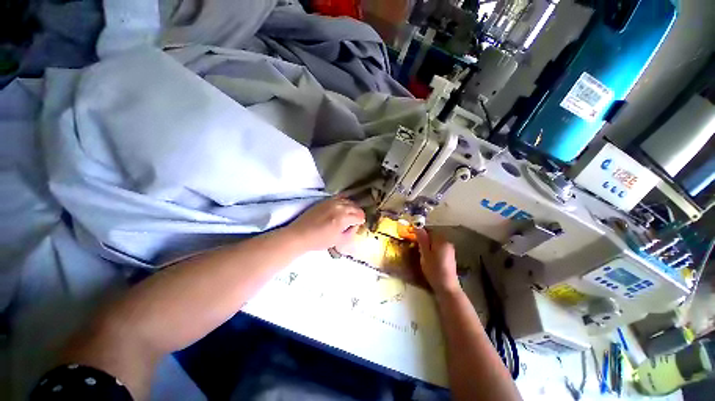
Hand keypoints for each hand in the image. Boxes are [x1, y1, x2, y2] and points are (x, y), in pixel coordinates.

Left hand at [286, 197, 365, 251]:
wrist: (300, 235)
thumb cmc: (319, 241)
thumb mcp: (338, 241)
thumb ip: (351, 232)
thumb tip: (355, 225)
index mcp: (342, 219)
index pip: (359, 216)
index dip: (361, 221)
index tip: (359, 224)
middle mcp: (339, 208)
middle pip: (355, 207)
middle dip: (358, 214)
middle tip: (356, 220)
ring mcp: (331, 202)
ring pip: (348, 201)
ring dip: (352, 207)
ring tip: (350, 214)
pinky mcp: (325, 200)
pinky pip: (339, 197)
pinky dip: (344, 201)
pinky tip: (343, 206)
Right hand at [415, 229, 460, 295]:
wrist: (447, 287)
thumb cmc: (434, 270)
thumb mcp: (425, 254)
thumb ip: (422, 239)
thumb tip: (417, 227)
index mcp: (441, 240)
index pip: (429, 230)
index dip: (420, 233)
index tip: (412, 239)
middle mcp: (447, 242)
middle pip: (433, 236)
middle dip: (424, 239)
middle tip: (416, 247)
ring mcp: (449, 249)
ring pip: (435, 242)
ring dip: (428, 245)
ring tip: (421, 253)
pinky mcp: (450, 256)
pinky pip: (439, 248)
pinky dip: (433, 250)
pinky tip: (429, 258)